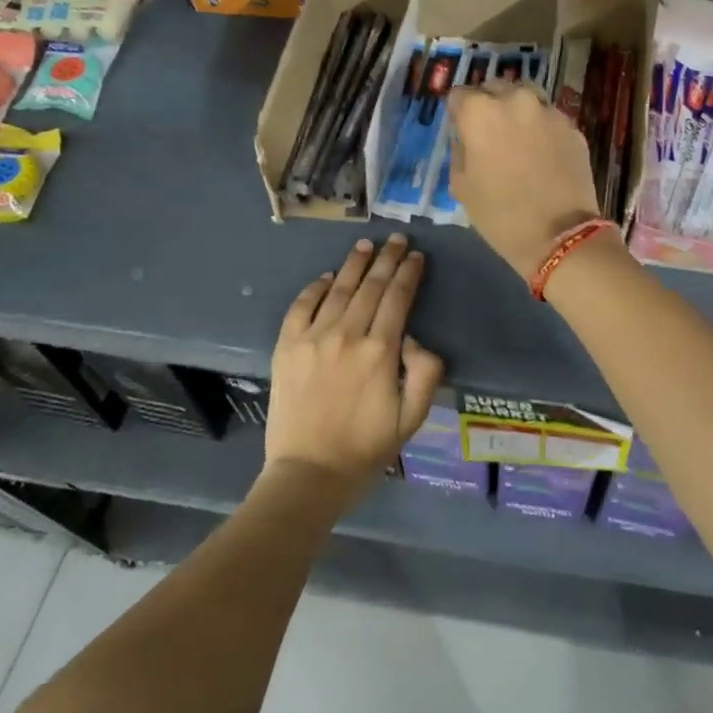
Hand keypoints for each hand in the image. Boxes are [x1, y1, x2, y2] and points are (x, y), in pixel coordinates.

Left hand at [266, 234, 444, 488]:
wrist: (309, 473)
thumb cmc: (367, 448)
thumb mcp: (413, 417)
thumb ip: (425, 372)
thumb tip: (414, 338)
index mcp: (381, 351)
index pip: (398, 298)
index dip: (409, 273)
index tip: (416, 255)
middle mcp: (346, 335)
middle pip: (371, 286)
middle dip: (386, 259)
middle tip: (396, 238)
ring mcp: (312, 339)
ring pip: (338, 290)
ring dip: (354, 265)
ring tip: (365, 246)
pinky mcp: (287, 348)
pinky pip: (302, 307)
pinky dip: (316, 288)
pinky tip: (327, 277)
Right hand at [448, 83, 601, 279]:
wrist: (560, 236)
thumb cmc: (501, 215)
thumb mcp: (462, 187)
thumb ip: (461, 151)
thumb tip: (468, 138)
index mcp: (481, 112)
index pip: (459, 95)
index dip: (459, 113)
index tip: (462, 130)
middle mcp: (516, 100)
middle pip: (495, 88)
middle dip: (489, 105)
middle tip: (490, 134)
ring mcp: (549, 112)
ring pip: (526, 97)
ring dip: (518, 111)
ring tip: (518, 138)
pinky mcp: (573, 127)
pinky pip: (550, 118)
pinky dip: (542, 128)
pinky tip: (543, 154)